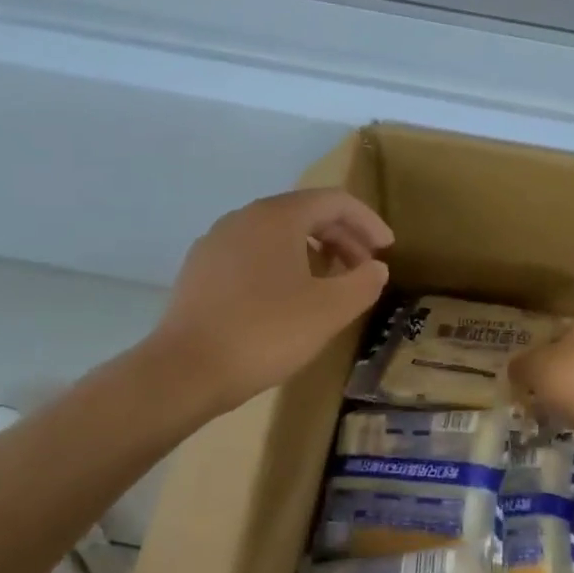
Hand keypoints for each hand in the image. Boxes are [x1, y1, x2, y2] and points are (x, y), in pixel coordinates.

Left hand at [154, 188, 392, 412]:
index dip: (367, 221)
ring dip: (314, 252)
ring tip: (332, 284)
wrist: (186, 371)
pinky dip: (283, 265)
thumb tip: (376, 268)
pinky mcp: (200, 270)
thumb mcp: (330, 310)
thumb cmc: (266, 332)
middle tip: (365, 269)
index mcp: (277, 216)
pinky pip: (253, 254)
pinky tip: (289, 299)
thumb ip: (363, 283)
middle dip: (343, 237)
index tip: (387, 248)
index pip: (334, 201)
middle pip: (305, 214)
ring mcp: (217, 242)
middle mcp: (244, 218)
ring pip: (278, 234)